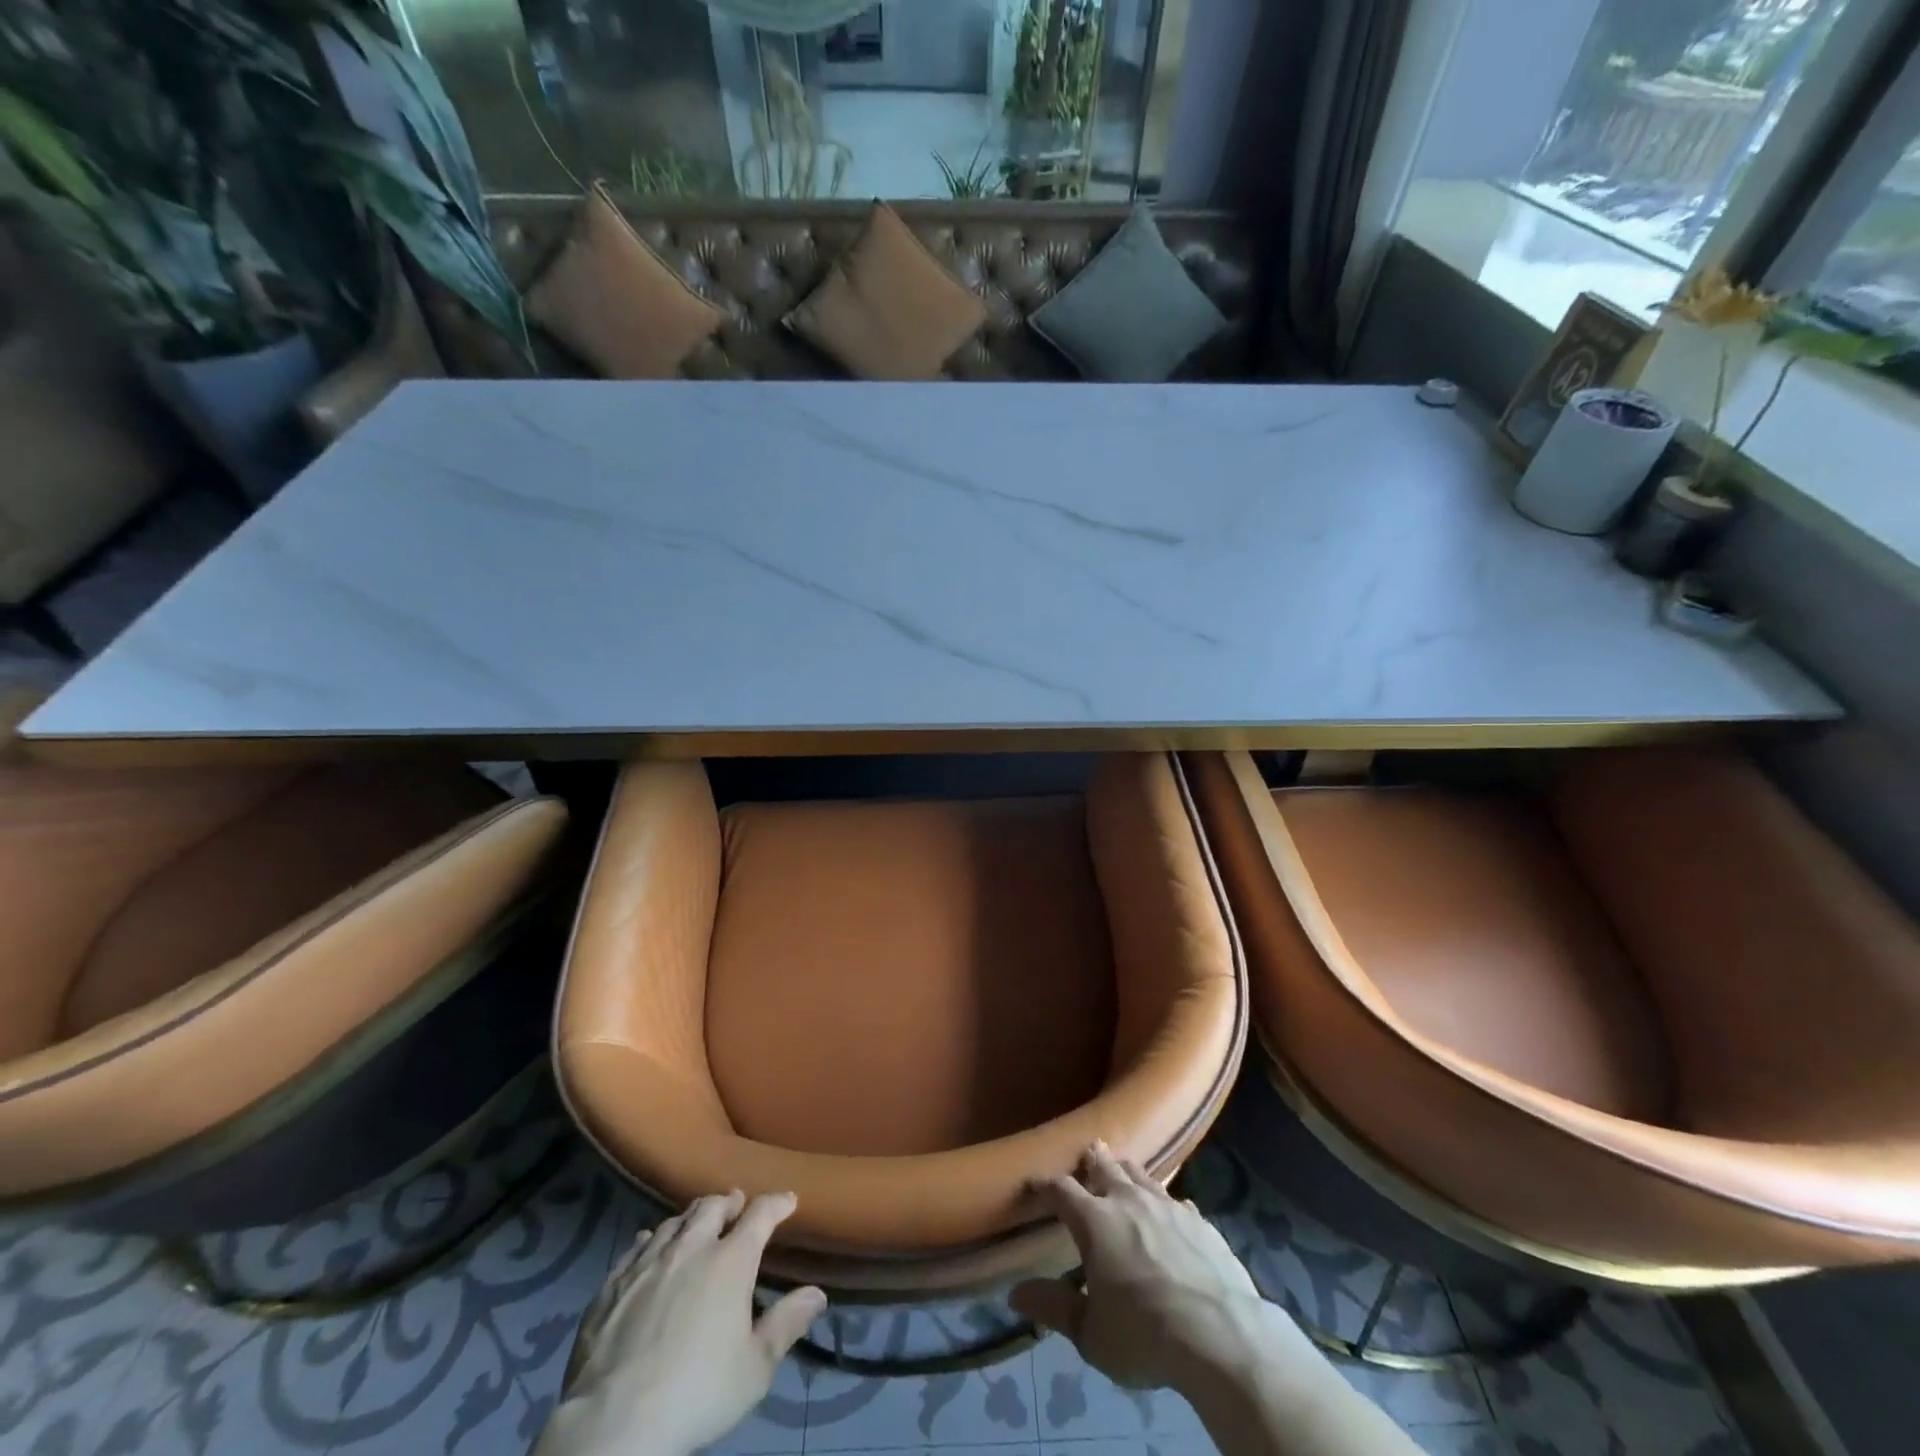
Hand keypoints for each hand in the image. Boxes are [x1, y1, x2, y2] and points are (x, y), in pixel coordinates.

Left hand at [538, 1191, 825, 1455]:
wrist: (614, 1422)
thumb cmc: (696, 1392)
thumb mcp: (755, 1369)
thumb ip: (786, 1325)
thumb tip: (817, 1293)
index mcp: (731, 1261)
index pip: (761, 1215)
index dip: (777, 1203)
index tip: (788, 1199)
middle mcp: (692, 1247)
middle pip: (713, 1207)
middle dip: (729, 1202)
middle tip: (736, 1204)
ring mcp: (648, 1262)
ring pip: (675, 1222)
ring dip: (691, 1218)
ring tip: (697, 1222)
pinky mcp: (613, 1283)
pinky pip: (637, 1246)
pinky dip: (652, 1239)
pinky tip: (651, 1244)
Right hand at [1010, 1143, 1266, 1392]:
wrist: (1220, 1333)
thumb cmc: (1145, 1333)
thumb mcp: (1091, 1333)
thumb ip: (1054, 1308)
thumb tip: (1016, 1292)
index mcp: (1095, 1221)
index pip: (1062, 1190)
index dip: (1046, 1184)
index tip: (1036, 1182)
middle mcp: (1128, 1200)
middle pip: (1105, 1167)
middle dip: (1093, 1159)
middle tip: (1089, 1150)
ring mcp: (1167, 1205)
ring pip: (1142, 1175)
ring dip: (1128, 1171)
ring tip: (1124, 1168)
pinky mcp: (1200, 1220)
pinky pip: (1177, 1200)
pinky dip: (1167, 1201)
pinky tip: (1171, 1208)